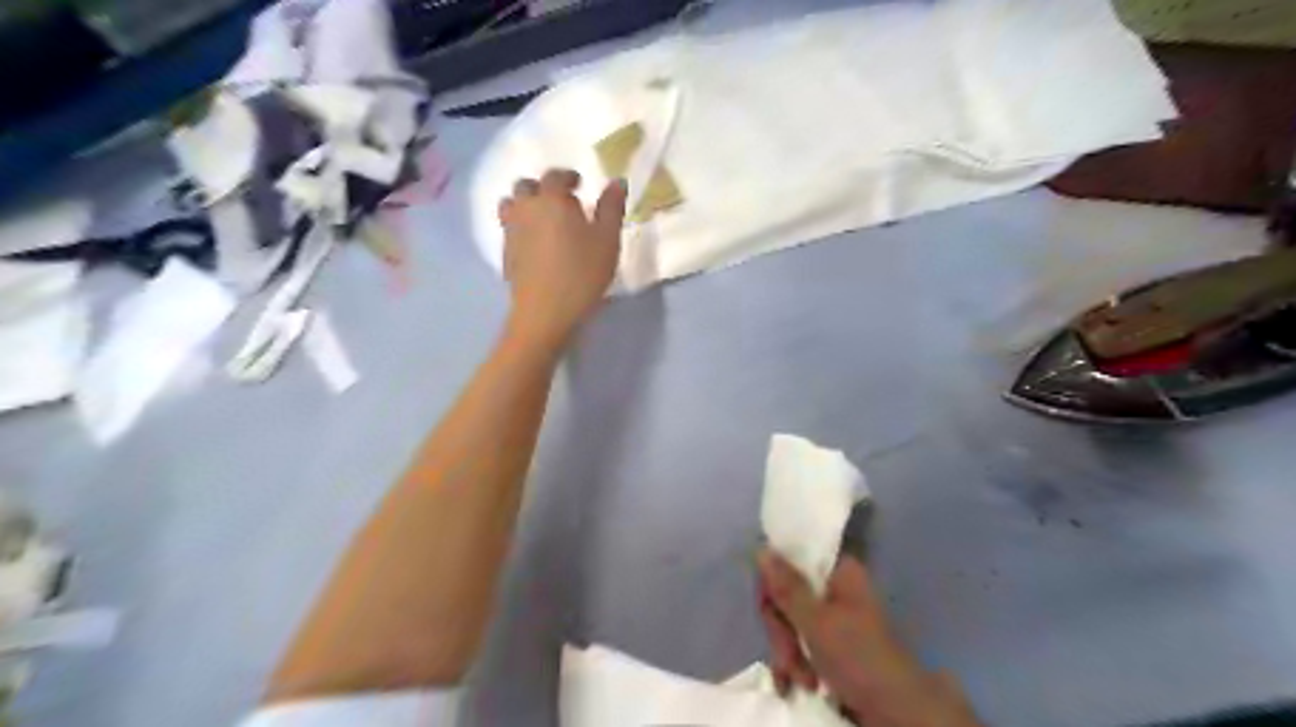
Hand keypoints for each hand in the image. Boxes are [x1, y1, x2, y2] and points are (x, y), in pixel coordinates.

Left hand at [499, 168, 624, 344]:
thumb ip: (611, 208)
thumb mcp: (607, 240)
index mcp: (551, 200)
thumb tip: (617, 181)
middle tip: (562, 202)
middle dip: (543, 188)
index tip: (579, 184)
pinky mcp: (505, 254)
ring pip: (511, 206)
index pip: (554, 176)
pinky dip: (520, 227)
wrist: (546, 312)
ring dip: (525, 205)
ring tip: (544, 220)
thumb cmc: (582, 273)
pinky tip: (537, 244)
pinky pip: (509, 229)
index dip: (567, 176)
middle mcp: (526, 209)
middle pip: (525, 187)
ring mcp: (511, 232)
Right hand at [757, 550, 978, 726]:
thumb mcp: (816, 622)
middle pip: (786, 595)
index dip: (773, 585)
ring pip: (789, 622)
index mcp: (838, 571)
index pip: (790, 560)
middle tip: (788, 656)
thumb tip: (762, 549)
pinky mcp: (830, 645)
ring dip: (788, 653)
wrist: (896, 713)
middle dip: (782, 631)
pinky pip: (798, 644)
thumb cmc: (859, 658)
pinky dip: (794, 664)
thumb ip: (787, 588)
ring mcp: (832, 618)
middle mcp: (834, 589)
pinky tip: (794, 686)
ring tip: (802, 681)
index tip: (769, 608)